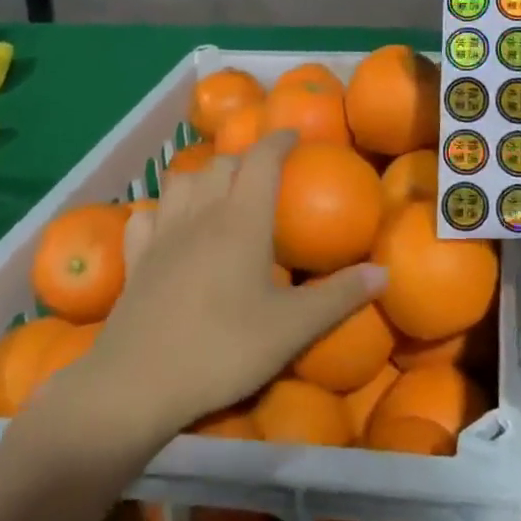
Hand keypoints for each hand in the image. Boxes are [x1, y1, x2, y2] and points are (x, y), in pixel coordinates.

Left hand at [58, 132, 383, 436]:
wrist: (136, 385)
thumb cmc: (222, 349)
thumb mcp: (292, 329)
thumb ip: (339, 297)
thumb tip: (384, 272)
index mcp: (242, 219)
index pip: (262, 159)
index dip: (279, 140)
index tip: (294, 136)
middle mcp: (201, 214)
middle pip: (222, 164)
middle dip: (245, 159)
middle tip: (263, 175)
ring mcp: (163, 234)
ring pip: (181, 181)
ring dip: (202, 176)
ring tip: (218, 192)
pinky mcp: (135, 260)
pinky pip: (146, 216)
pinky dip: (161, 210)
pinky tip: (168, 226)